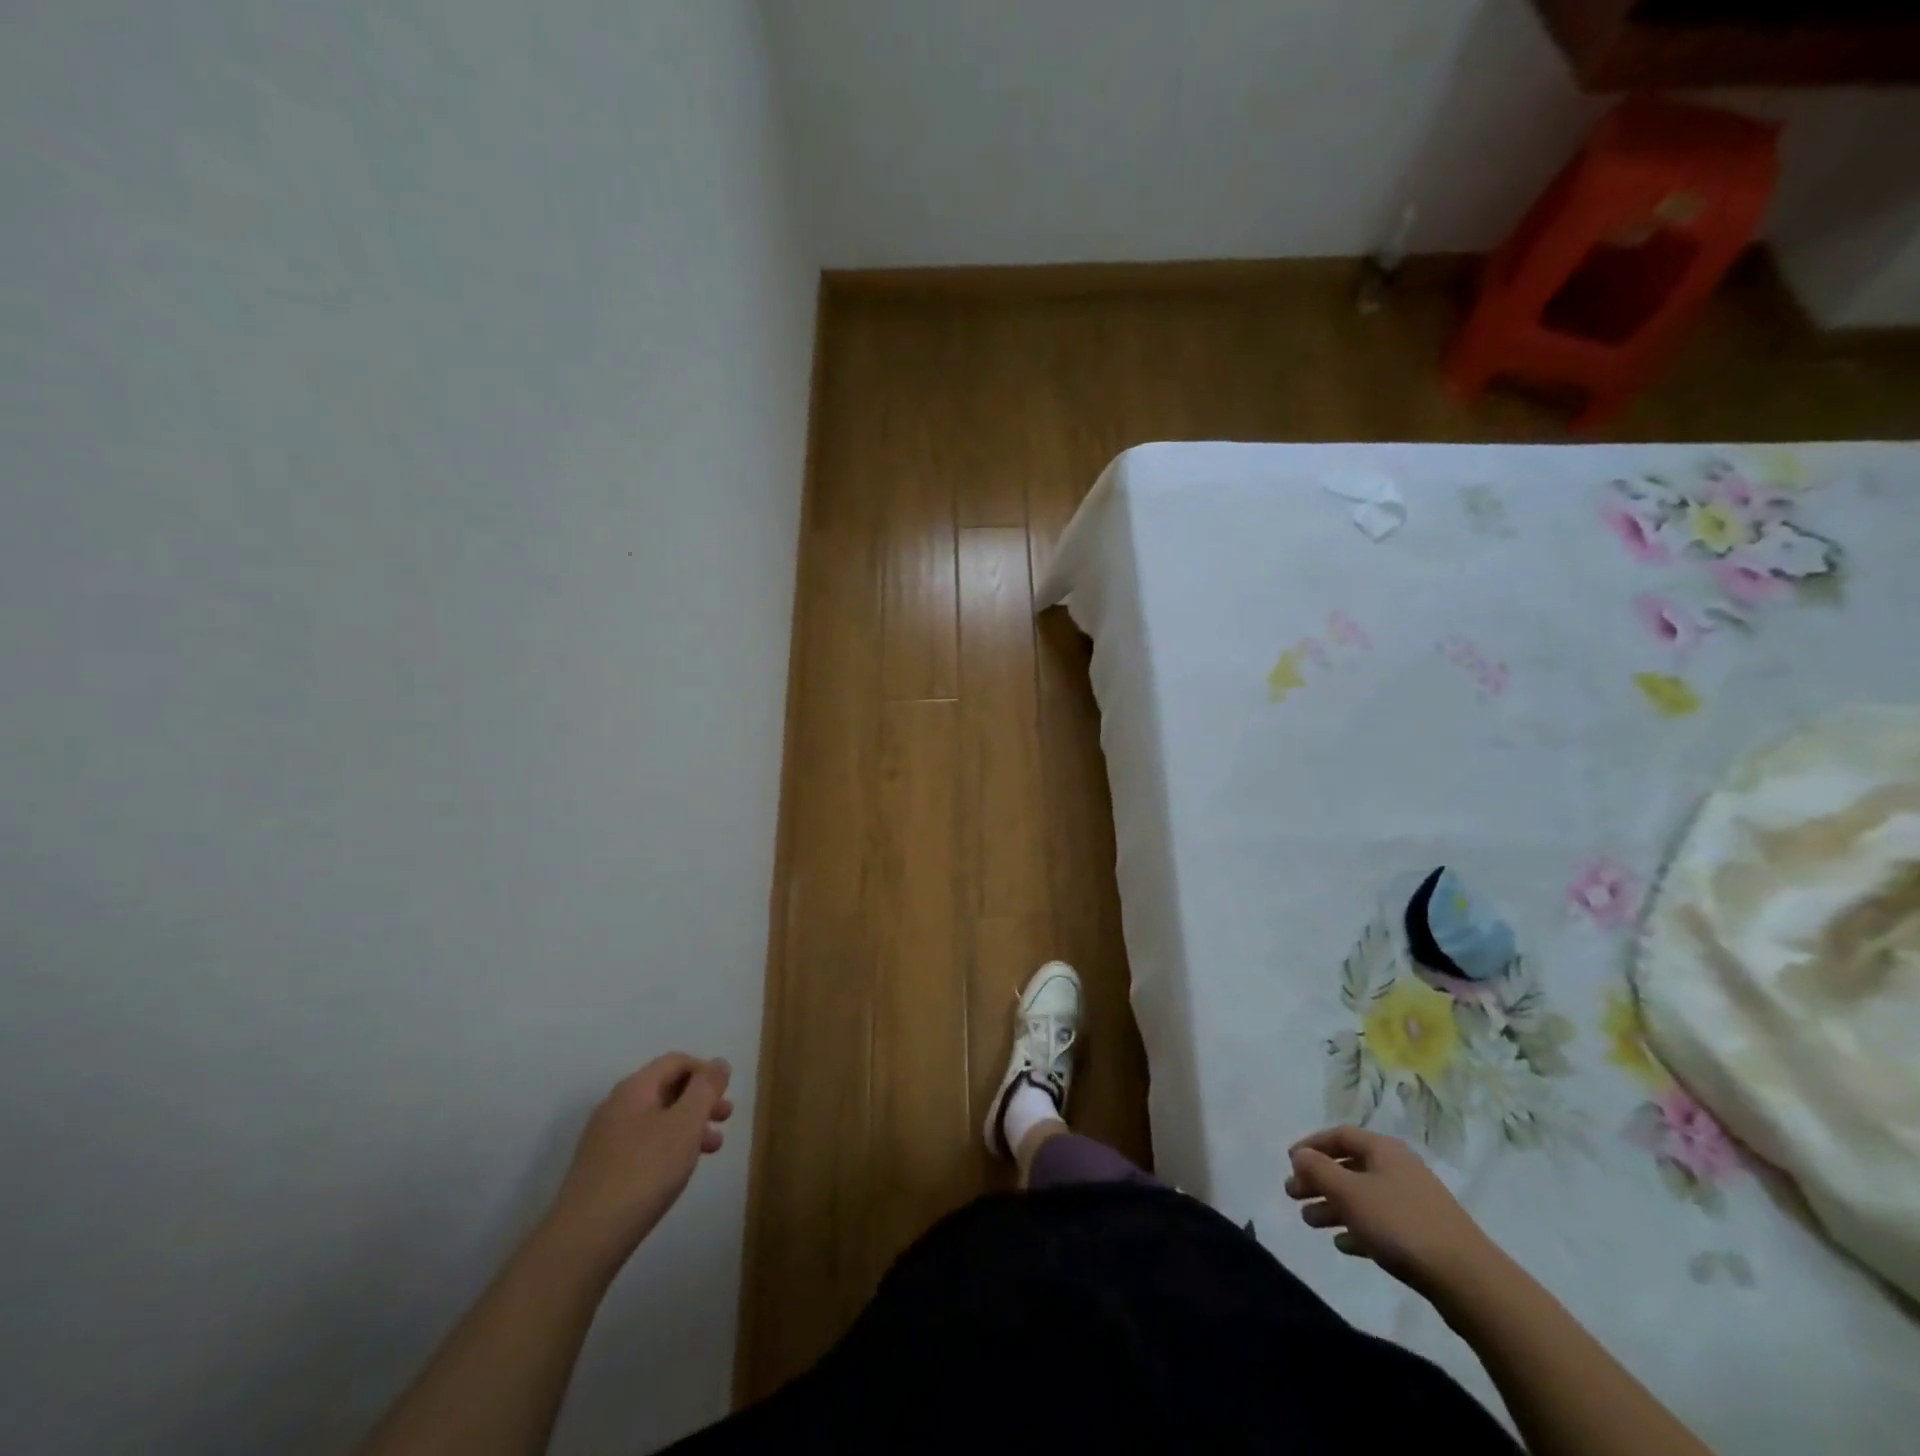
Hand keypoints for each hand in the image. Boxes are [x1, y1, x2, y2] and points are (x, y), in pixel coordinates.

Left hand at [547, 1054, 733, 1267]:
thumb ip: (705, 1089)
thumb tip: (718, 1064)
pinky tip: (678, 1170)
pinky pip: (643, 1143)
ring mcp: (605, 1139)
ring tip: (711, 1148)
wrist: (586, 1238)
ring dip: (688, 1125)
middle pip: (666, 1088)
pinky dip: (668, 1146)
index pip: (676, 1061)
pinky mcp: (601, 1169)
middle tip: (725, 1118)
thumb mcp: (686, 1123)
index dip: (706, 1071)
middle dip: (700, 1100)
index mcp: (634, 1088)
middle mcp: (616, 1105)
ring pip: (656, 1118)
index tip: (726, 1093)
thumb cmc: (645, 1171)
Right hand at [1285, 1124, 1498, 1299]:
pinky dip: (1358, 1228)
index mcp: (1383, 1149)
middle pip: (1349, 1166)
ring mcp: (1414, 1202)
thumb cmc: (1400, 1224)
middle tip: (1293, 1195)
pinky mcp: (1424, 1234)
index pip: (1339, 1135)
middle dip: (1318, 1179)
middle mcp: (1398, 1168)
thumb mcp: (1349, 1193)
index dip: (1311, 1145)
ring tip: (1310, 1222)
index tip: (1289, 1162)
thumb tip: (1299, 1154)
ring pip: (1363, 1196)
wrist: (1468, 1280)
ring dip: (1334, 1205)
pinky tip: (1343, 1244)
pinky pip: (1381, 1222)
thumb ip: (1318, 1170)